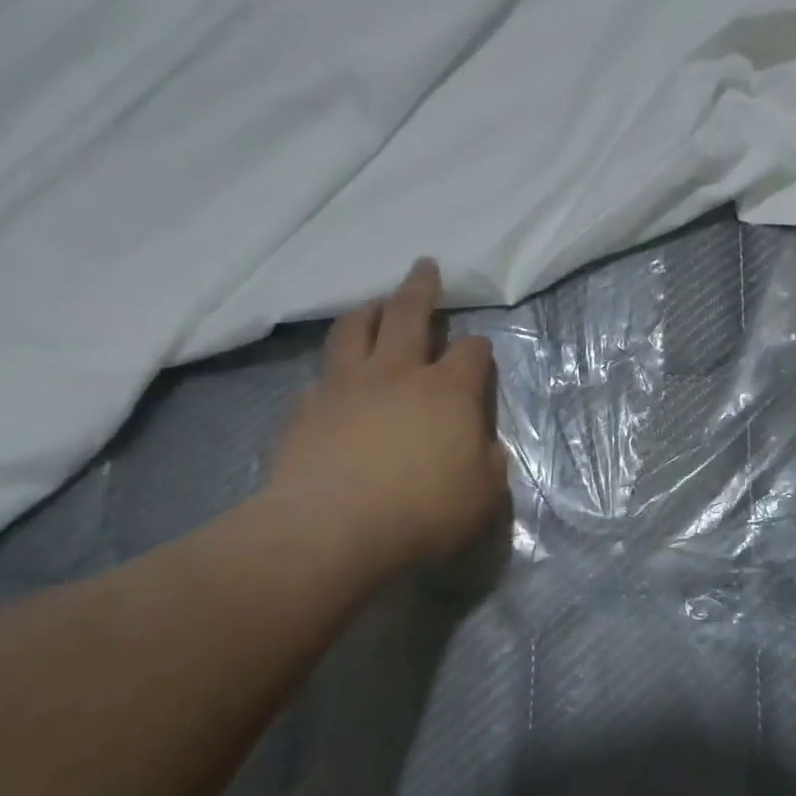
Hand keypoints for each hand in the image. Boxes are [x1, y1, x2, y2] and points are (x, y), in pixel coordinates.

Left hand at [255, 259, 507, 586]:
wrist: (331, 530)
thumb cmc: (420, 513)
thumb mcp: (482, 496)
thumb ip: (488, 463)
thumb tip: (482, 446)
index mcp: (447, 391)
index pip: (471, 352)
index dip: (479, 348)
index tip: (479, 352)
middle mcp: (397, 373)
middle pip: (410, 314)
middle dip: (421, 288)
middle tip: (424, 265)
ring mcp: (347, 385)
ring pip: (355, 329)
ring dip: (369, 310)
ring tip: (373, 303)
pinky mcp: (308, 407)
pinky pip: (323, 374)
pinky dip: (335, 367)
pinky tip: (335, 378)